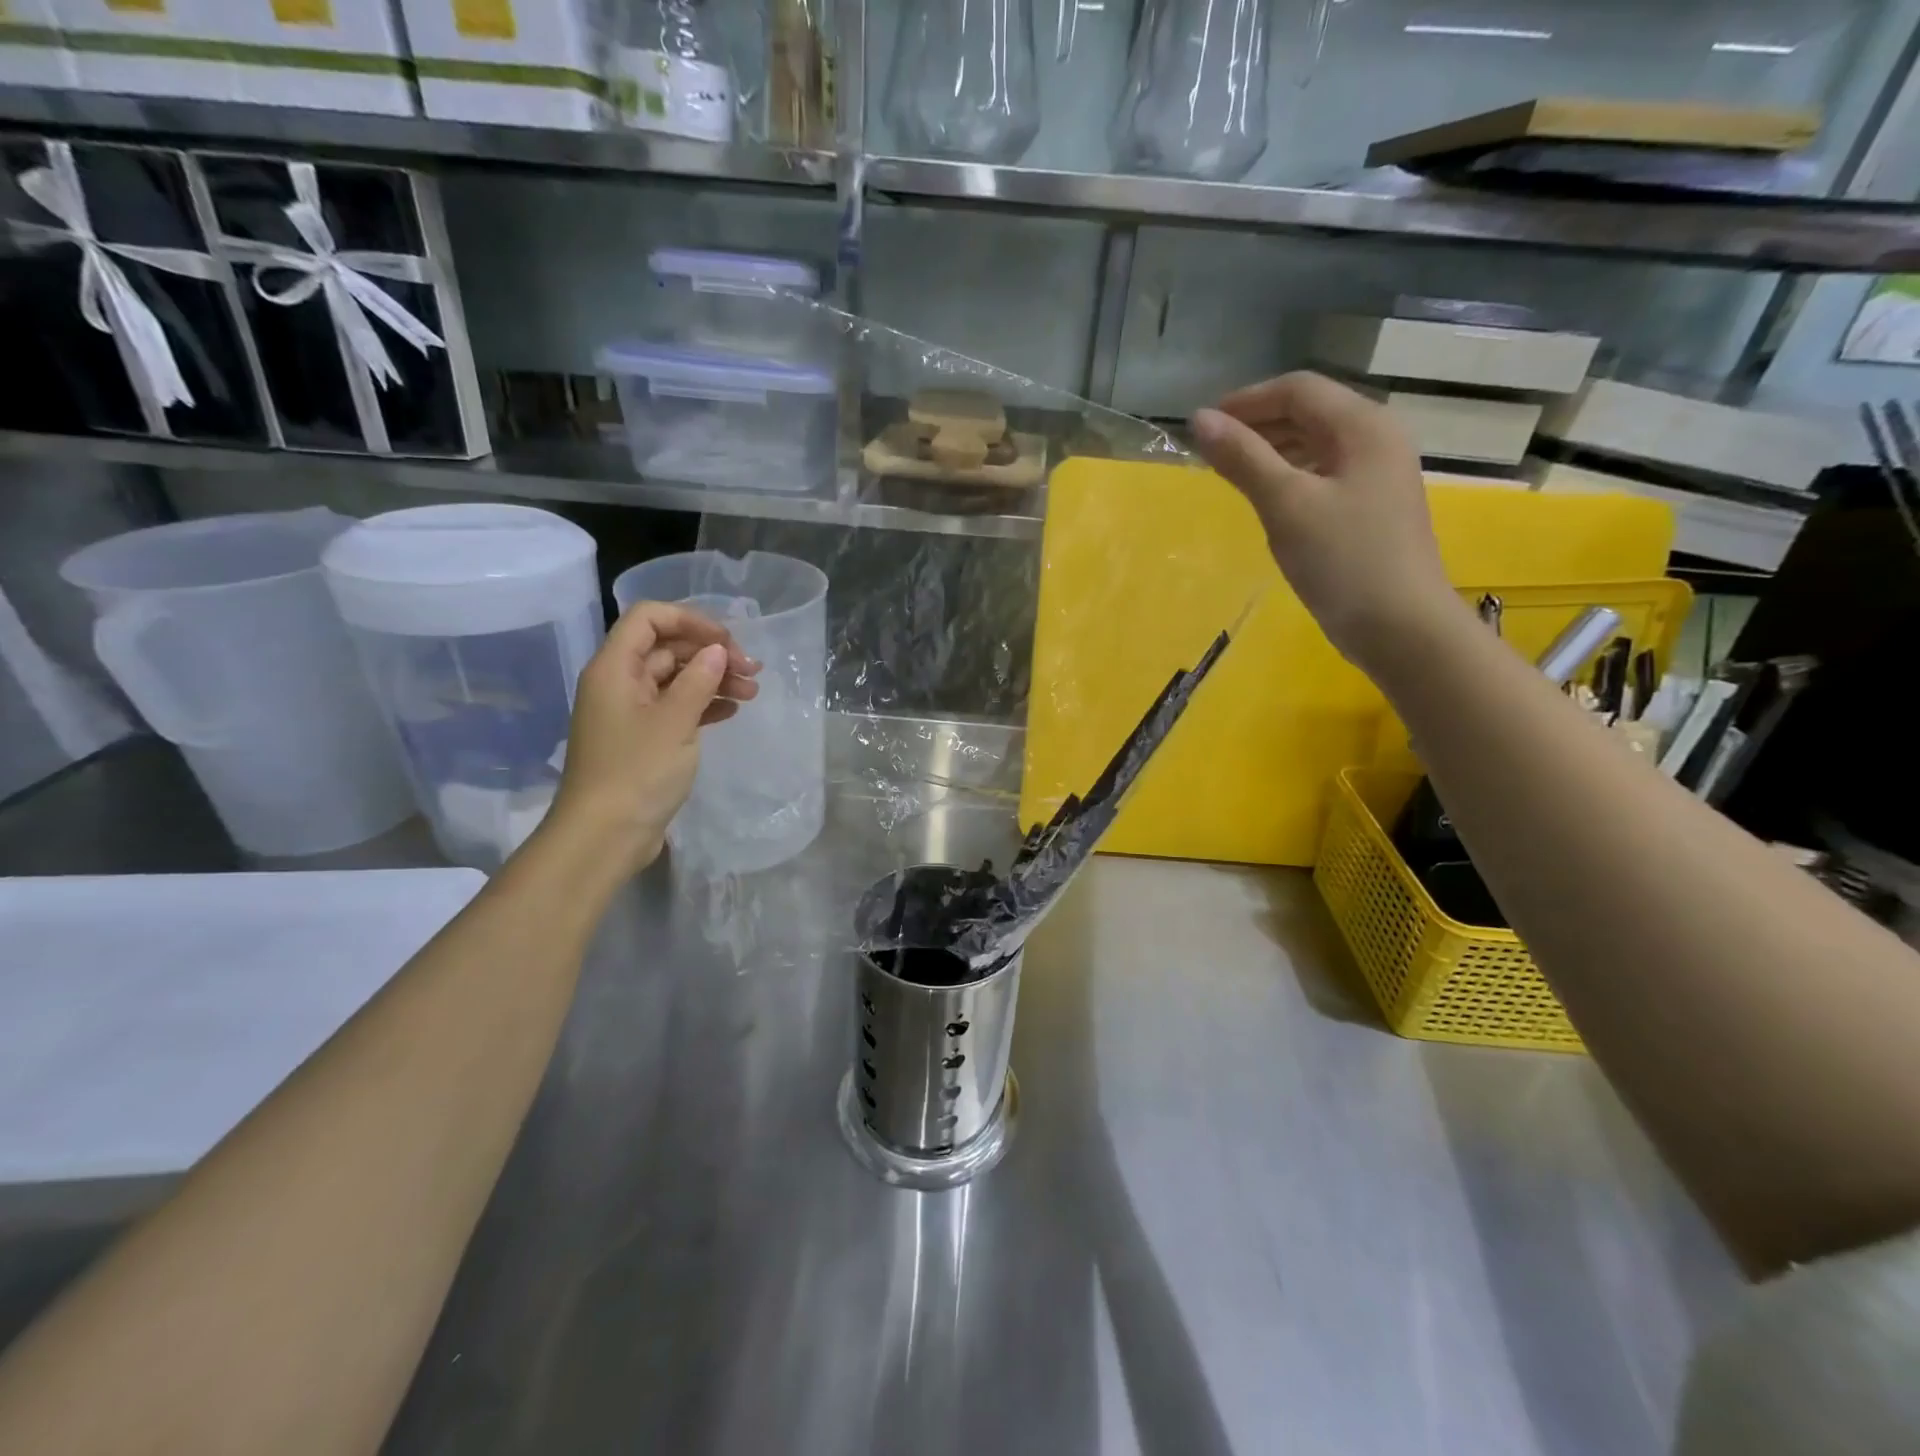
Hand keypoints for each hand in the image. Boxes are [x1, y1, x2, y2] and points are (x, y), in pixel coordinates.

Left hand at [545, 601, 759, 874]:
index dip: (691, 620)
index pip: (650, 618)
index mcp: (616, 668)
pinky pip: (676, 707)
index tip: (729, 641)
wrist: (605, 835)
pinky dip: (704, 704)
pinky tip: (731, 712)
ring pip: (676, 679)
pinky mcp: (643, 739)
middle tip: (754, 671)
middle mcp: (620, 682)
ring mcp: (631, 712)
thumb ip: (699, 679)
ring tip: (752, 693)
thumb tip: (718, 651)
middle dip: (712, 654)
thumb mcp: (674, 721)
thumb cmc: (637, 772)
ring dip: (714, 680)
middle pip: (668, 648)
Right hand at [1191, 371, 1461, 672]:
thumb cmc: (1343, 560)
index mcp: (1363, 426)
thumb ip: (1243, 458)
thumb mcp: (1285, 504)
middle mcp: (1377, 439)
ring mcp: (1378, 474)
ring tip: (1231, 473)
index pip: (1298, 389)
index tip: (1202, 426)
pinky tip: (1267, 499)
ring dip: (1272, 450)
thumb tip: (1199, 420)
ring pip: (1317, 444)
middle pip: (1310, 412)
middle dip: (1258, 424)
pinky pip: (1324, 473)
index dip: (1247, 401)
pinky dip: (1290, 475)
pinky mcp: (1372, 507)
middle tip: (1211, 452)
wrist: (1401, 627)